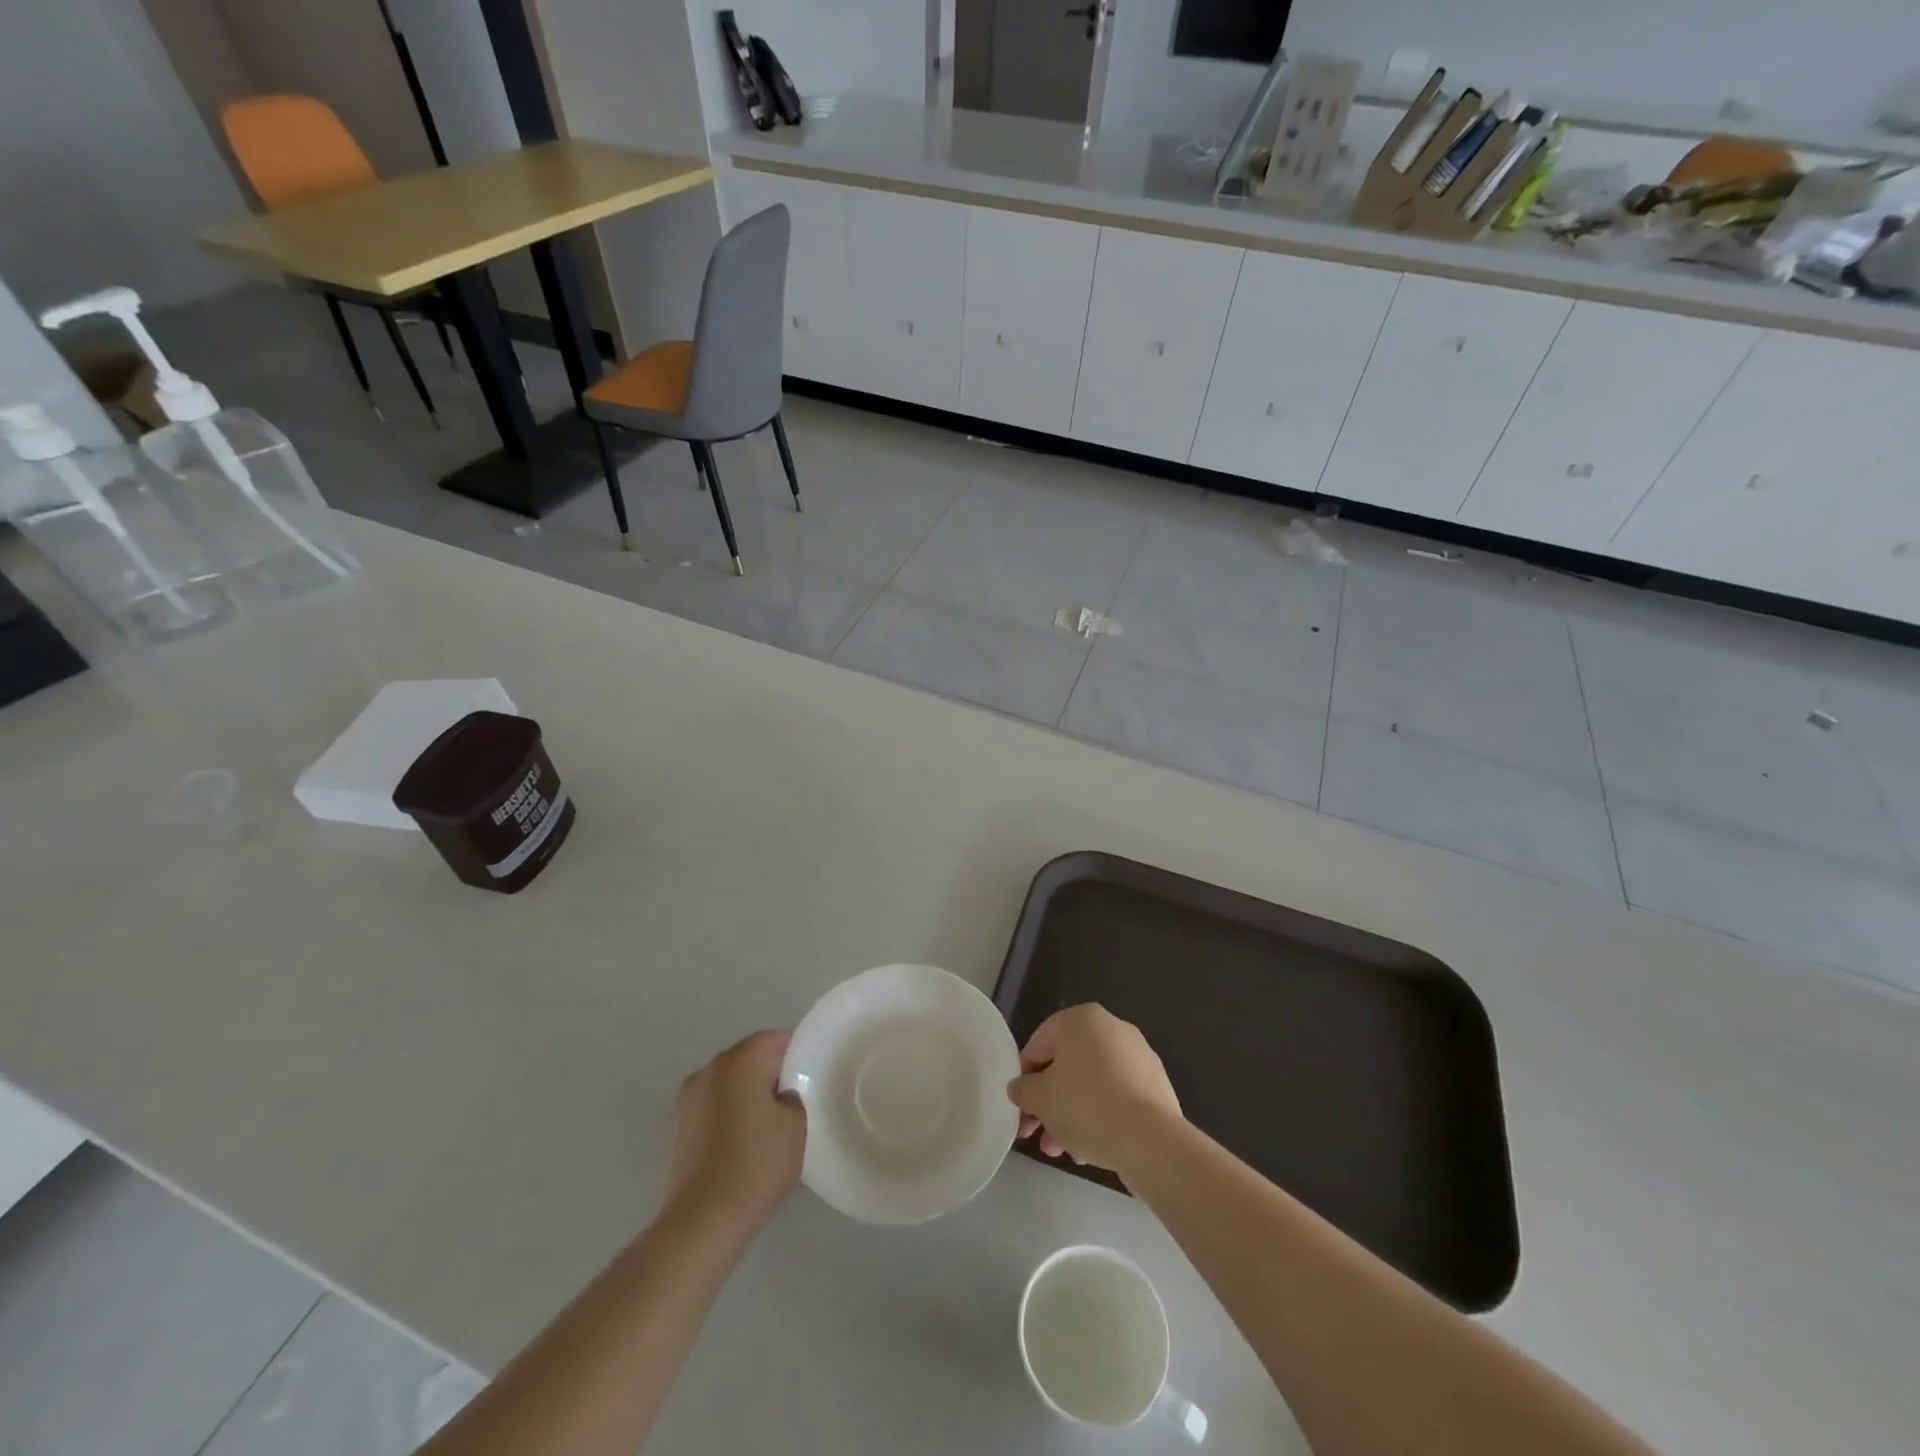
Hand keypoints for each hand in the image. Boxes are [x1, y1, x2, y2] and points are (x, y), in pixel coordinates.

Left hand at [667, 1030, 805, 1229]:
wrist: (703, 1219)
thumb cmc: (757, 1164)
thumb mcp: (795, 1125)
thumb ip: (792, 1098)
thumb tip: (780, 1096)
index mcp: (739, 1062)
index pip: (770, 1039)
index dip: (792, 1048)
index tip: (808, 1067)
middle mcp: (709, 1071)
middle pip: (745, 1057)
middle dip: (767, 1069)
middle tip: (792, 1091)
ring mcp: (688, 1099)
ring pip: (726, 1082)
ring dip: (745, 1091)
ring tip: (768, 1117)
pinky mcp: (678, 1128)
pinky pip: (712, 1105)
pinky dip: (728, 1111)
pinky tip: (744, 1136)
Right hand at [1007, 1004, 1180, 1174]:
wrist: (1150, 1141)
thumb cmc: (1087, 1106)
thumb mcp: (1040, 1098)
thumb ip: (1023, 1089)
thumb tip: (1020, 1088)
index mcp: (1082, 1019)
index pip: (1040, 1043)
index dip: (1024, 1077)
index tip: (1020, 1107)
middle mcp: (1112, 1028)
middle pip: (1067, 1066)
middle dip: (1049, 1103)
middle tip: (1037, 1134)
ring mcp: (1138, 1056)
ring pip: (1092, 1084)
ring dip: (1071, 1115)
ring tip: (1062, 1151)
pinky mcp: (1155, 1085)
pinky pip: (1117, 1097)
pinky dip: (1100, 1116)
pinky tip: (1090, 1149)